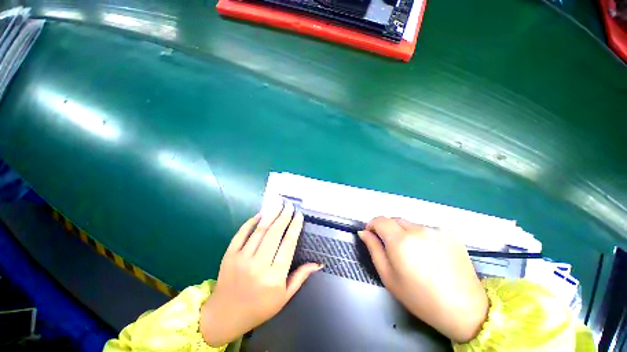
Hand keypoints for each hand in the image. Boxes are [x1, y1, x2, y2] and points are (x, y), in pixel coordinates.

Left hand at [200, 200, 321, 346]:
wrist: (225, 316)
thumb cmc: (259, 308)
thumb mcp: (284, 297)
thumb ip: (301, 277)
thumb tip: (318, 263)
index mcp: (274, 277)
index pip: (288, 245)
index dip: (295, 227)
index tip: (299, 215)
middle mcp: (258, 265)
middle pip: (274, 234)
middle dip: (284, 217)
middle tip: (290, 206)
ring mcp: (242, 259)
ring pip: (260, 231)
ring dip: (270, 215)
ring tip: (278, 204)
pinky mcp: (229, 255)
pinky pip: (241, 234)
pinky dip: (251, 222)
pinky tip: (260, 214)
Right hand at [359, 217, 487, 342]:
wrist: (464, 309)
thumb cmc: (419, 297)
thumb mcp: (388, 276)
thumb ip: (373, 249)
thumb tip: (363, 232)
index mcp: (400, 240)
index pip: (379, 220)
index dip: (372, 225)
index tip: (372, 235)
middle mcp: (418, 229)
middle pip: (394, 220)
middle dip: (388, 229)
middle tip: (392, 248)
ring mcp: (435, 229)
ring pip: (410, 224)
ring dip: (405, 233)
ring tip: (413, 253)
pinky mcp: (449, 233)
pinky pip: (426, 229)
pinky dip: (421, 236)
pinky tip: (429, 254)